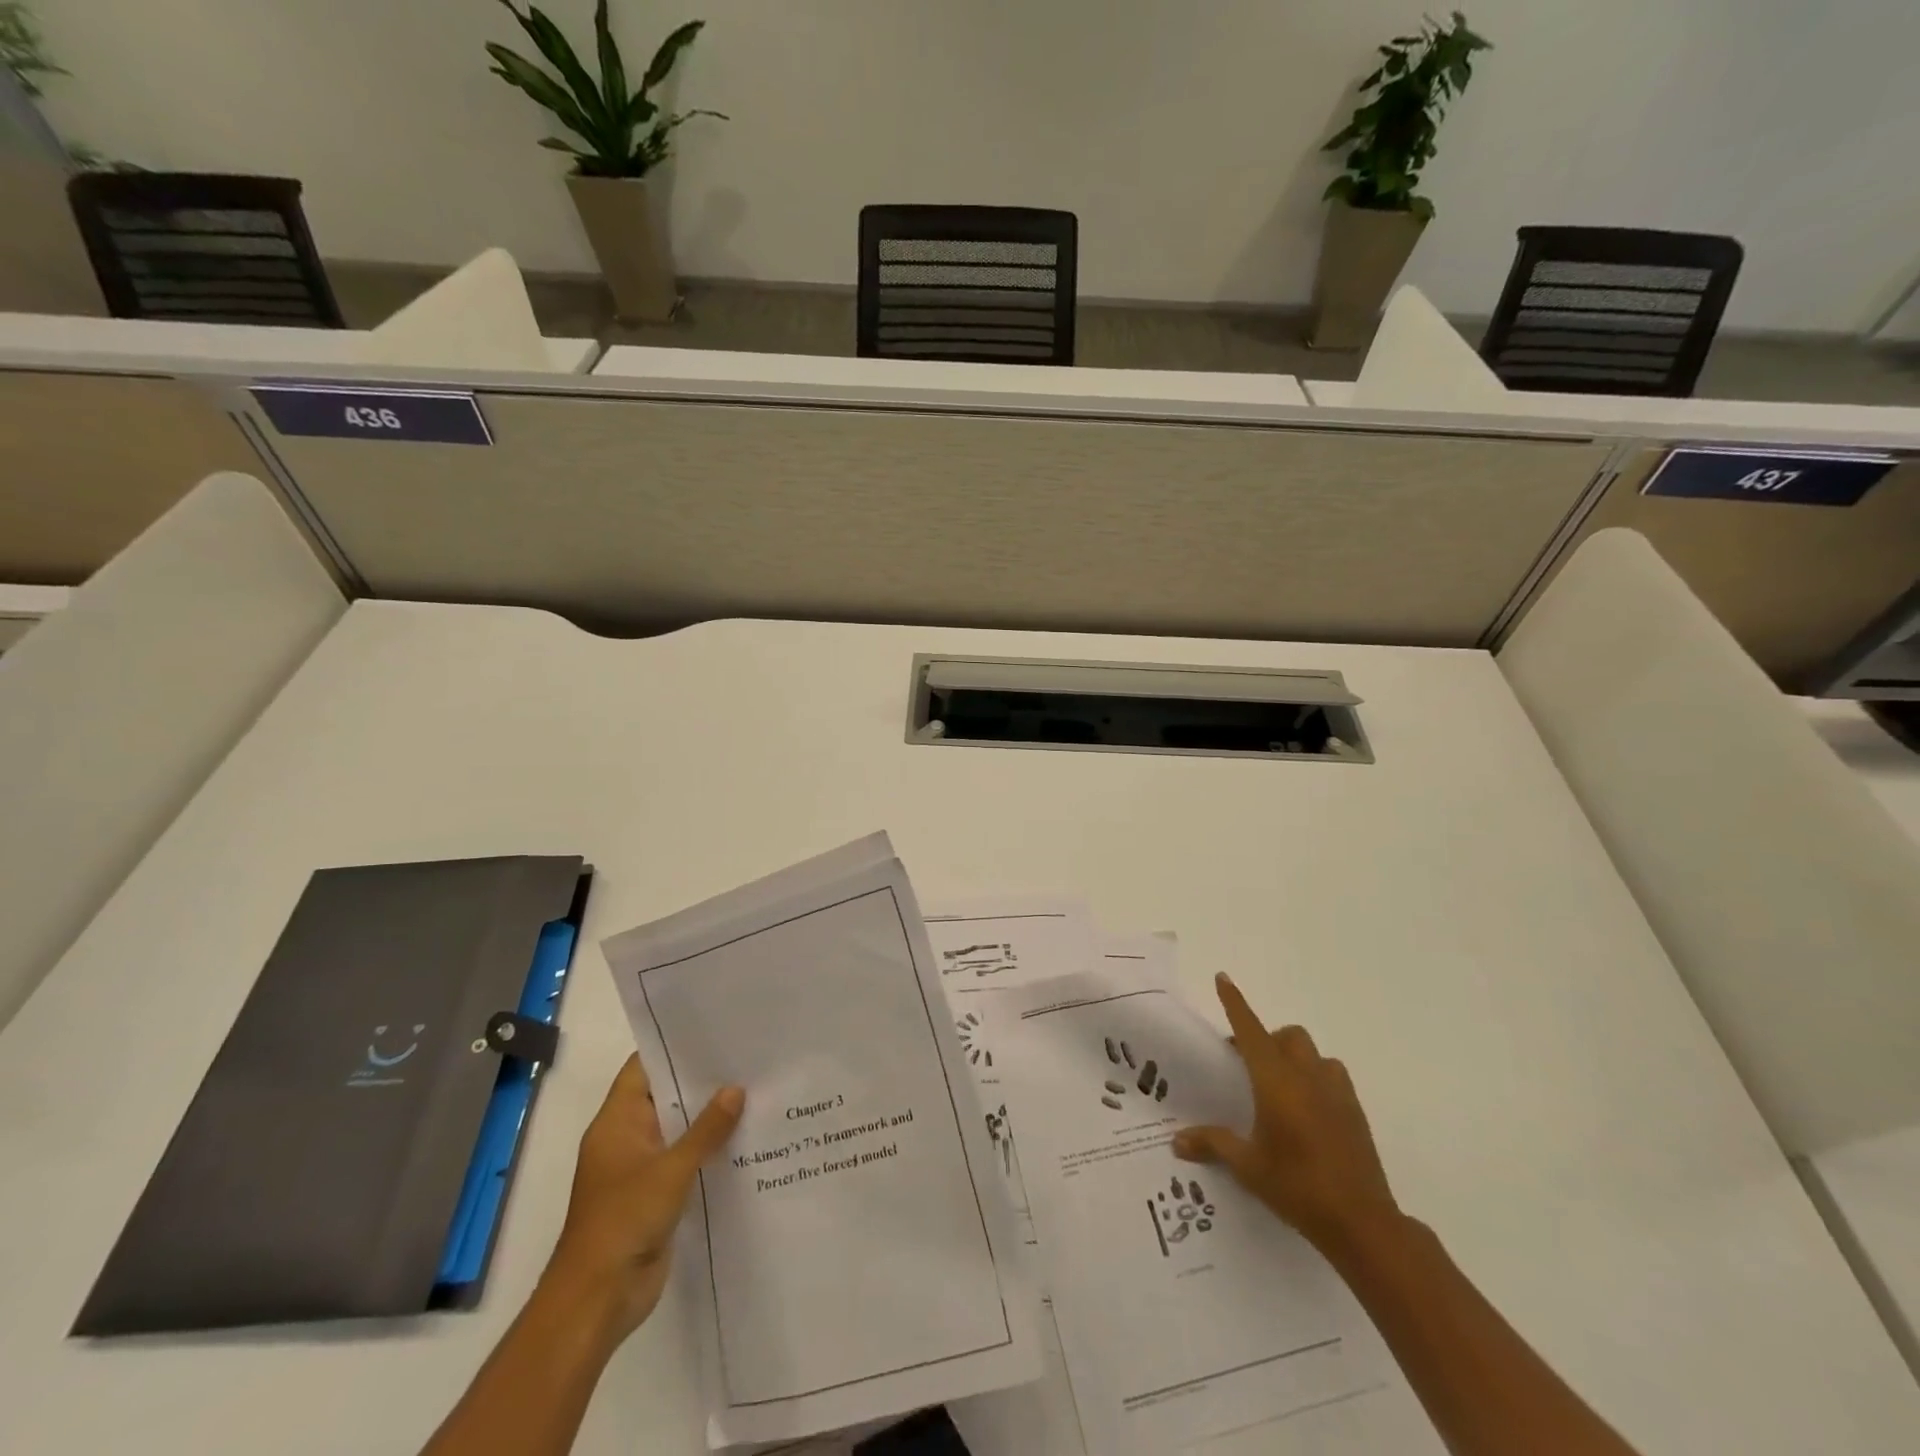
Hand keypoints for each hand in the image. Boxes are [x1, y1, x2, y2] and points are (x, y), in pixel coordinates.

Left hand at [542, 1054, 744, 1342]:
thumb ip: (706, 1130)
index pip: (643, 1068)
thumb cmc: (624, 1220)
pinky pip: (685, 1161)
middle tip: (744, 1058)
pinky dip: (708, 1150)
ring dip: (708, 1118)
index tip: (712, 1031)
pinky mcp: (655, 1195)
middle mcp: (626, 1138)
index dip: (673, 1048)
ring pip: (678, 1130)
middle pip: (665, 1097)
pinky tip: (744, 1139)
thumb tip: (736, 1089)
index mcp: (616, 1122)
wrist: (598, 1299)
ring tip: (754, 1091)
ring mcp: (640, 1168)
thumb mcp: (671, 1169)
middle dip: (701, 1081)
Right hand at [1174, 974, 1399, 1260]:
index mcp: (1276, 1081)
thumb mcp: (1248, 1167)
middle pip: (1287, 1036)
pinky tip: (1308, 1112)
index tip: (1223, 978)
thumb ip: (1213, 1144)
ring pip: (1314, 1054)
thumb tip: (1177, 1141)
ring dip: (1295, 1058)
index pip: (1250, 1030)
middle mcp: (1307, 1076)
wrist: (1363, 1223)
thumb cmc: (1298, 1187)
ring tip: (1280, 1088)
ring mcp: (1336, 1093)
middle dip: (1267, 1040)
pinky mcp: (1356, 1112)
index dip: (1235, 1003)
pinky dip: (1316, 1080)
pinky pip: (1333, 1078)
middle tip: (1247, 1067)